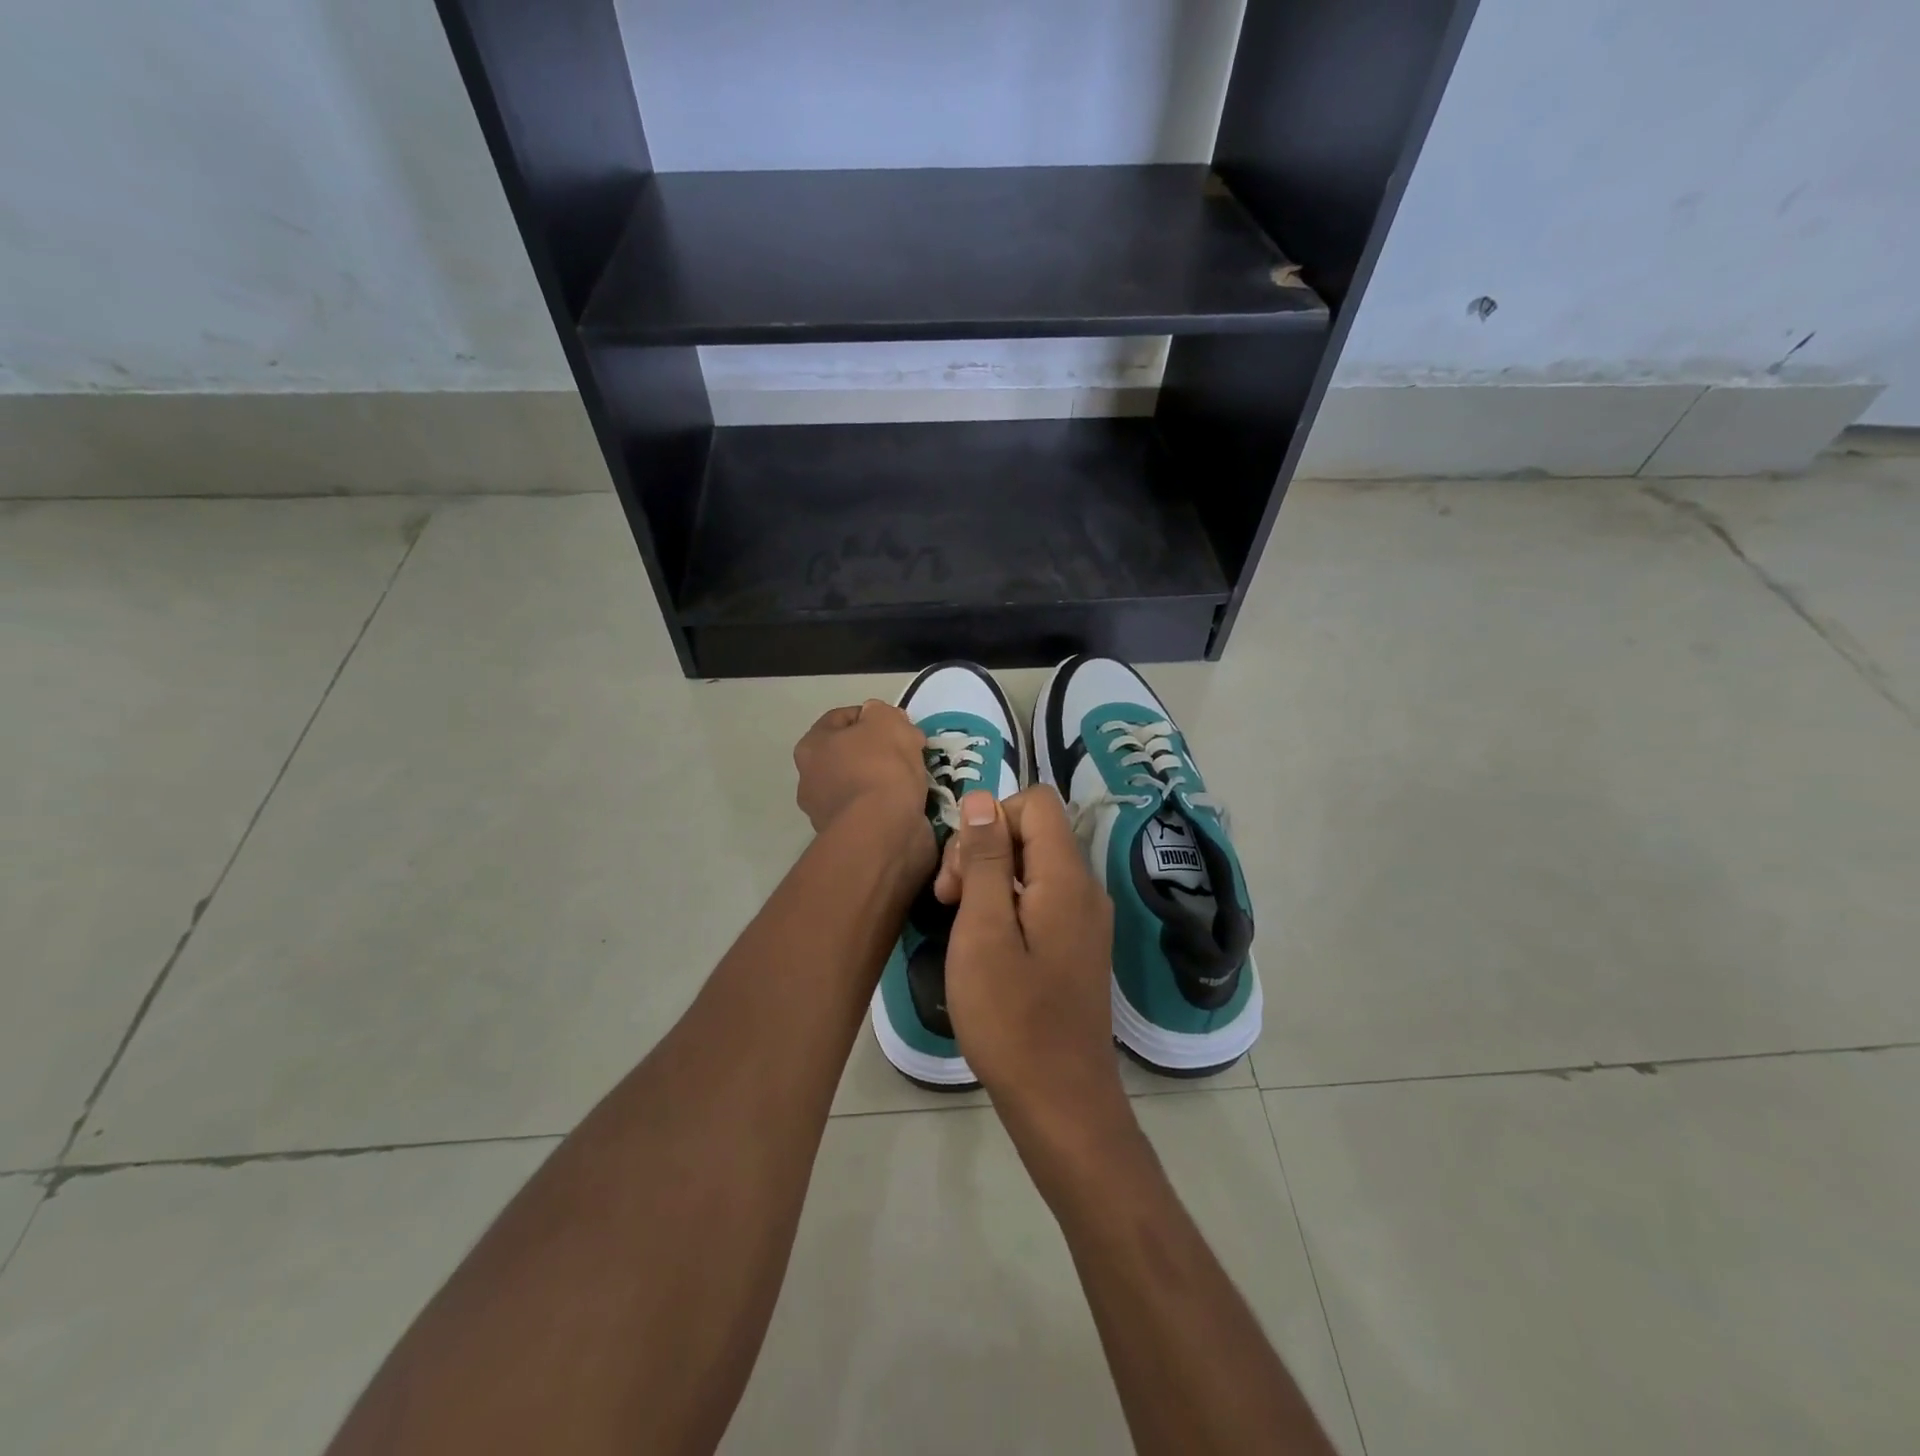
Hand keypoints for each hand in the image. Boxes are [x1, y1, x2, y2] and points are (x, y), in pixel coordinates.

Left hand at [793, 700, 931, 853]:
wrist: (882, 833)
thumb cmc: (880, 768)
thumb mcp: (886, 721)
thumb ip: (881, 712)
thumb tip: (878, 719)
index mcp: (811, 746)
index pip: (842, 718)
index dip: (873, 715)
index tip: (900, 724)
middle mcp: (810, 779)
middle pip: (851, 752)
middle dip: (880, 749)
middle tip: (909, 751)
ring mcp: (826, 812)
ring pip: (862, 782)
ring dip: (886, 779)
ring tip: (915, 779)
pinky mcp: (848, 837)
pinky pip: (872, 810)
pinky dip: (889, 805)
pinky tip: (910, 803)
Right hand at [934, 786, 1121, 1118]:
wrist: (1061, 1102)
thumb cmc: (1012, 1018)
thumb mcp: (983, 931)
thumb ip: (984, 859)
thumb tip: (983, 799)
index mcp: (1067, 877)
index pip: (1036, 803)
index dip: (991, 819)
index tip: (960, 868)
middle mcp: (1085, 889)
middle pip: (1033, 833)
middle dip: (983, 850)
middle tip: (948, 900)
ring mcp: (1085, 920)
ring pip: (1033, 867)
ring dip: (989, 880)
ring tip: (959, 924)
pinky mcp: (1077, 946)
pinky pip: (1040, 899)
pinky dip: (1006, 906)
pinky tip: (983, 943)